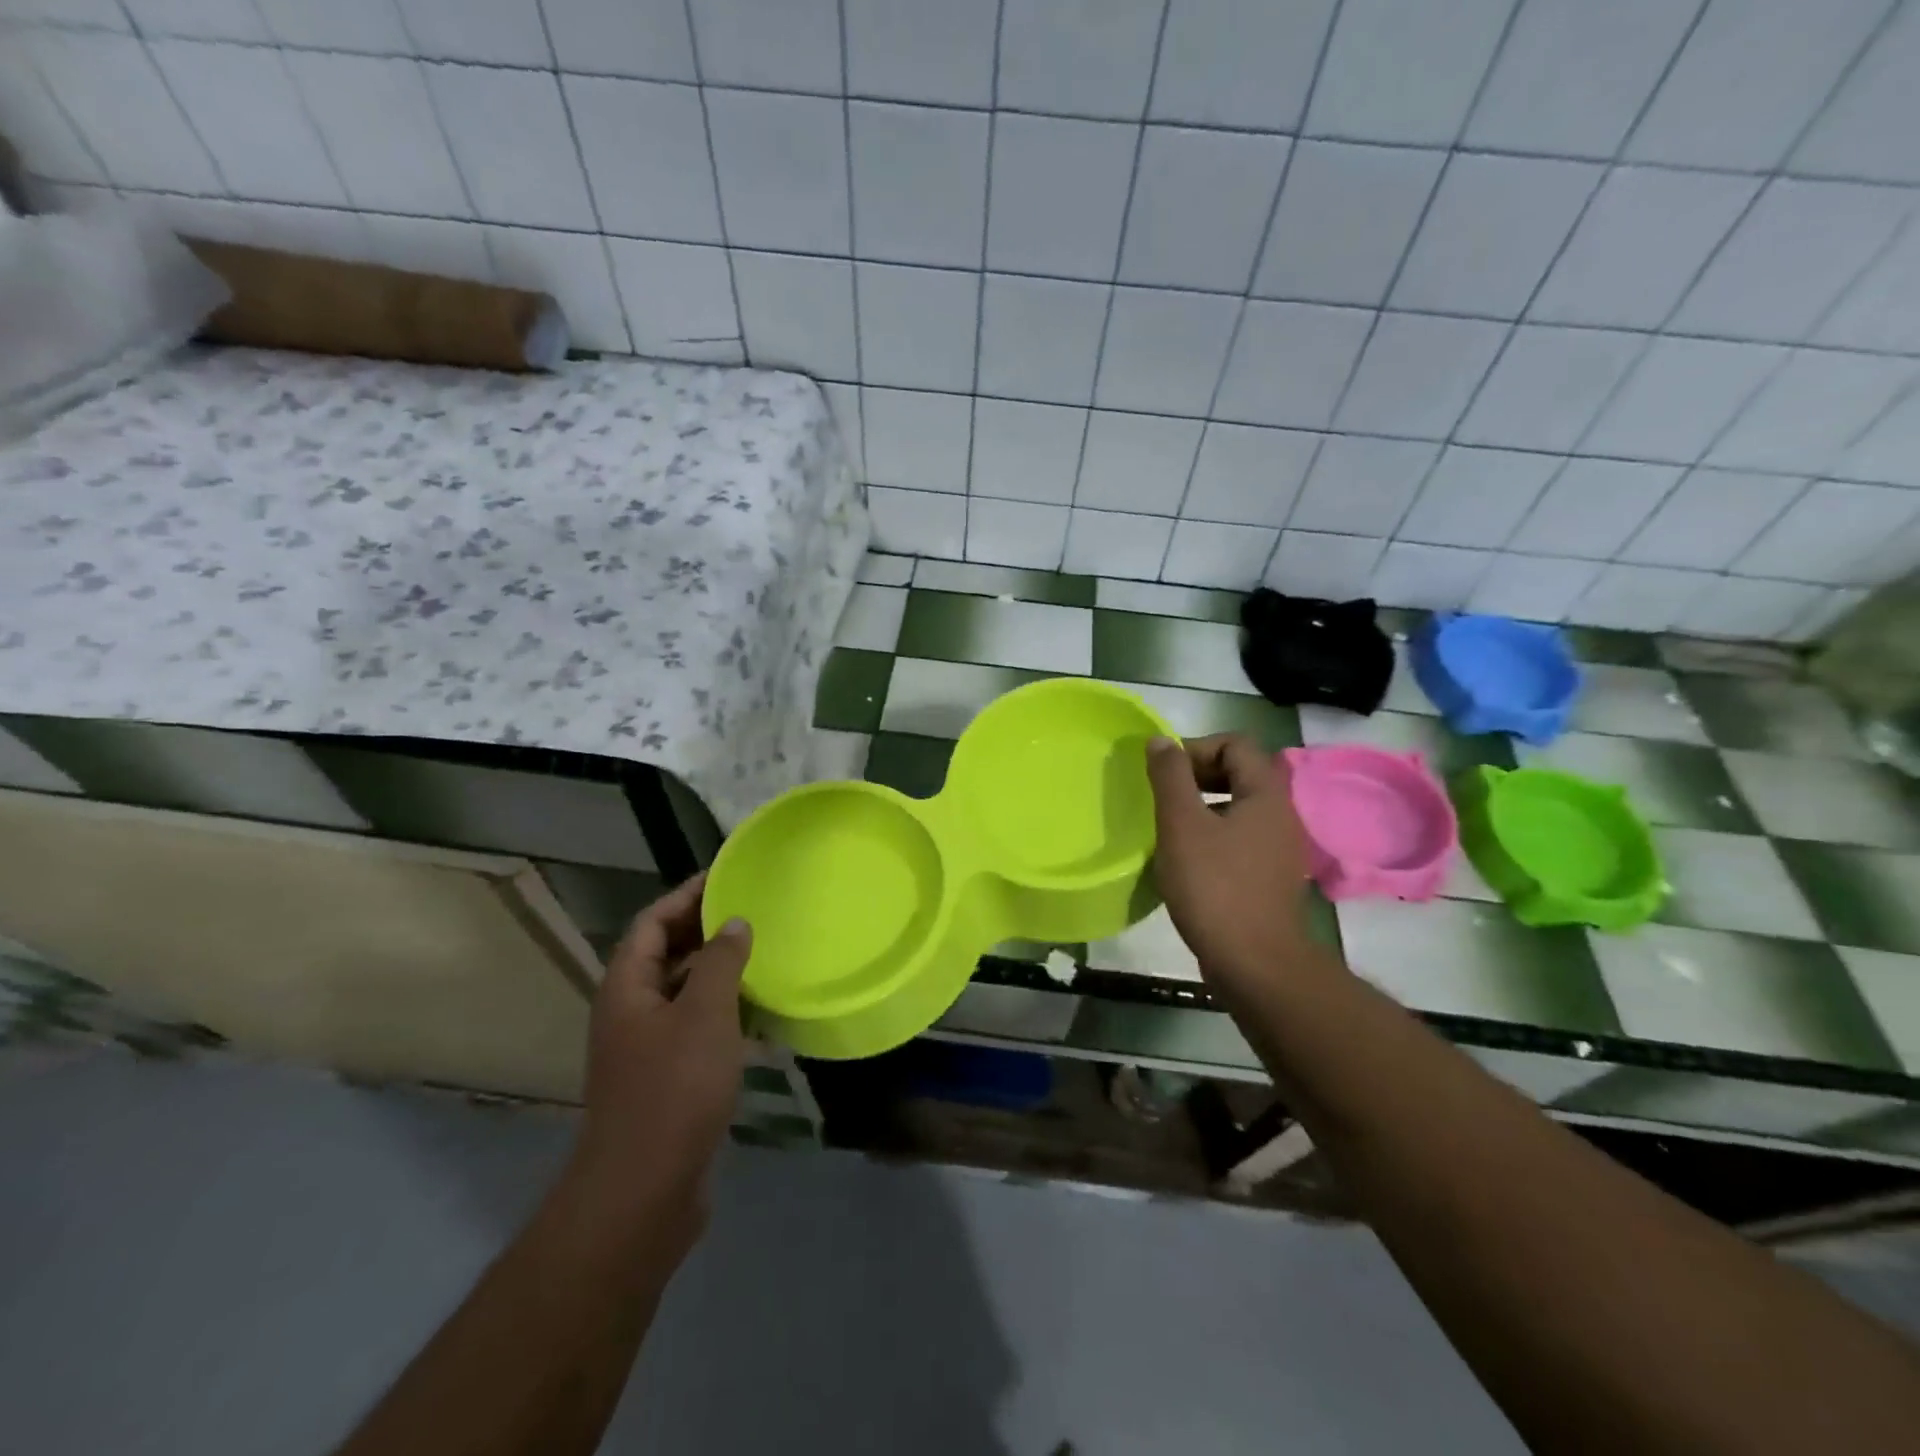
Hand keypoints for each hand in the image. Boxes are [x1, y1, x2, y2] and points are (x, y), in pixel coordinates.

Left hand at [569, 873, 751, 1251]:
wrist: (643, 1192)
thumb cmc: (673, 1090)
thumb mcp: (704, 1014)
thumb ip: (720, 961)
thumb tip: (734, 923)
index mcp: (627, 987)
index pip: (651, 922)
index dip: (686, 895)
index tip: (728, 877)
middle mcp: (630, 1011)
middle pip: (664, 954)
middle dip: (705, 930)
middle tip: (753, 912)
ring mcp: (646, 1048)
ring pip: (683, 992)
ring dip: (719, 972)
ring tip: (764, 955)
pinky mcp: (667, 1079)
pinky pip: (697, 1028)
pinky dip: (726, 1013)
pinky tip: (762, 1016)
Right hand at [1146, 734, 1325, 999]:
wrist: (1255, 964)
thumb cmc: (1215, 887)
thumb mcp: (1182, 824)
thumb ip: (1170, 777)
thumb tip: (1161, 741)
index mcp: (1265, 794)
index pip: (1235, 743)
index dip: (1196, 748)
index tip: (1164, 773)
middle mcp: (1280, 814)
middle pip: (1240, 771)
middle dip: (1197, 775)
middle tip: (1163, 795)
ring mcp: (1276, 848)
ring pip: (1237, 806)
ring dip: (1201, 805)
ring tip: (1168, 825)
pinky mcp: (1267, 876)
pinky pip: (1238, 837)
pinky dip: (1211, 834)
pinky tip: (1185, 858)